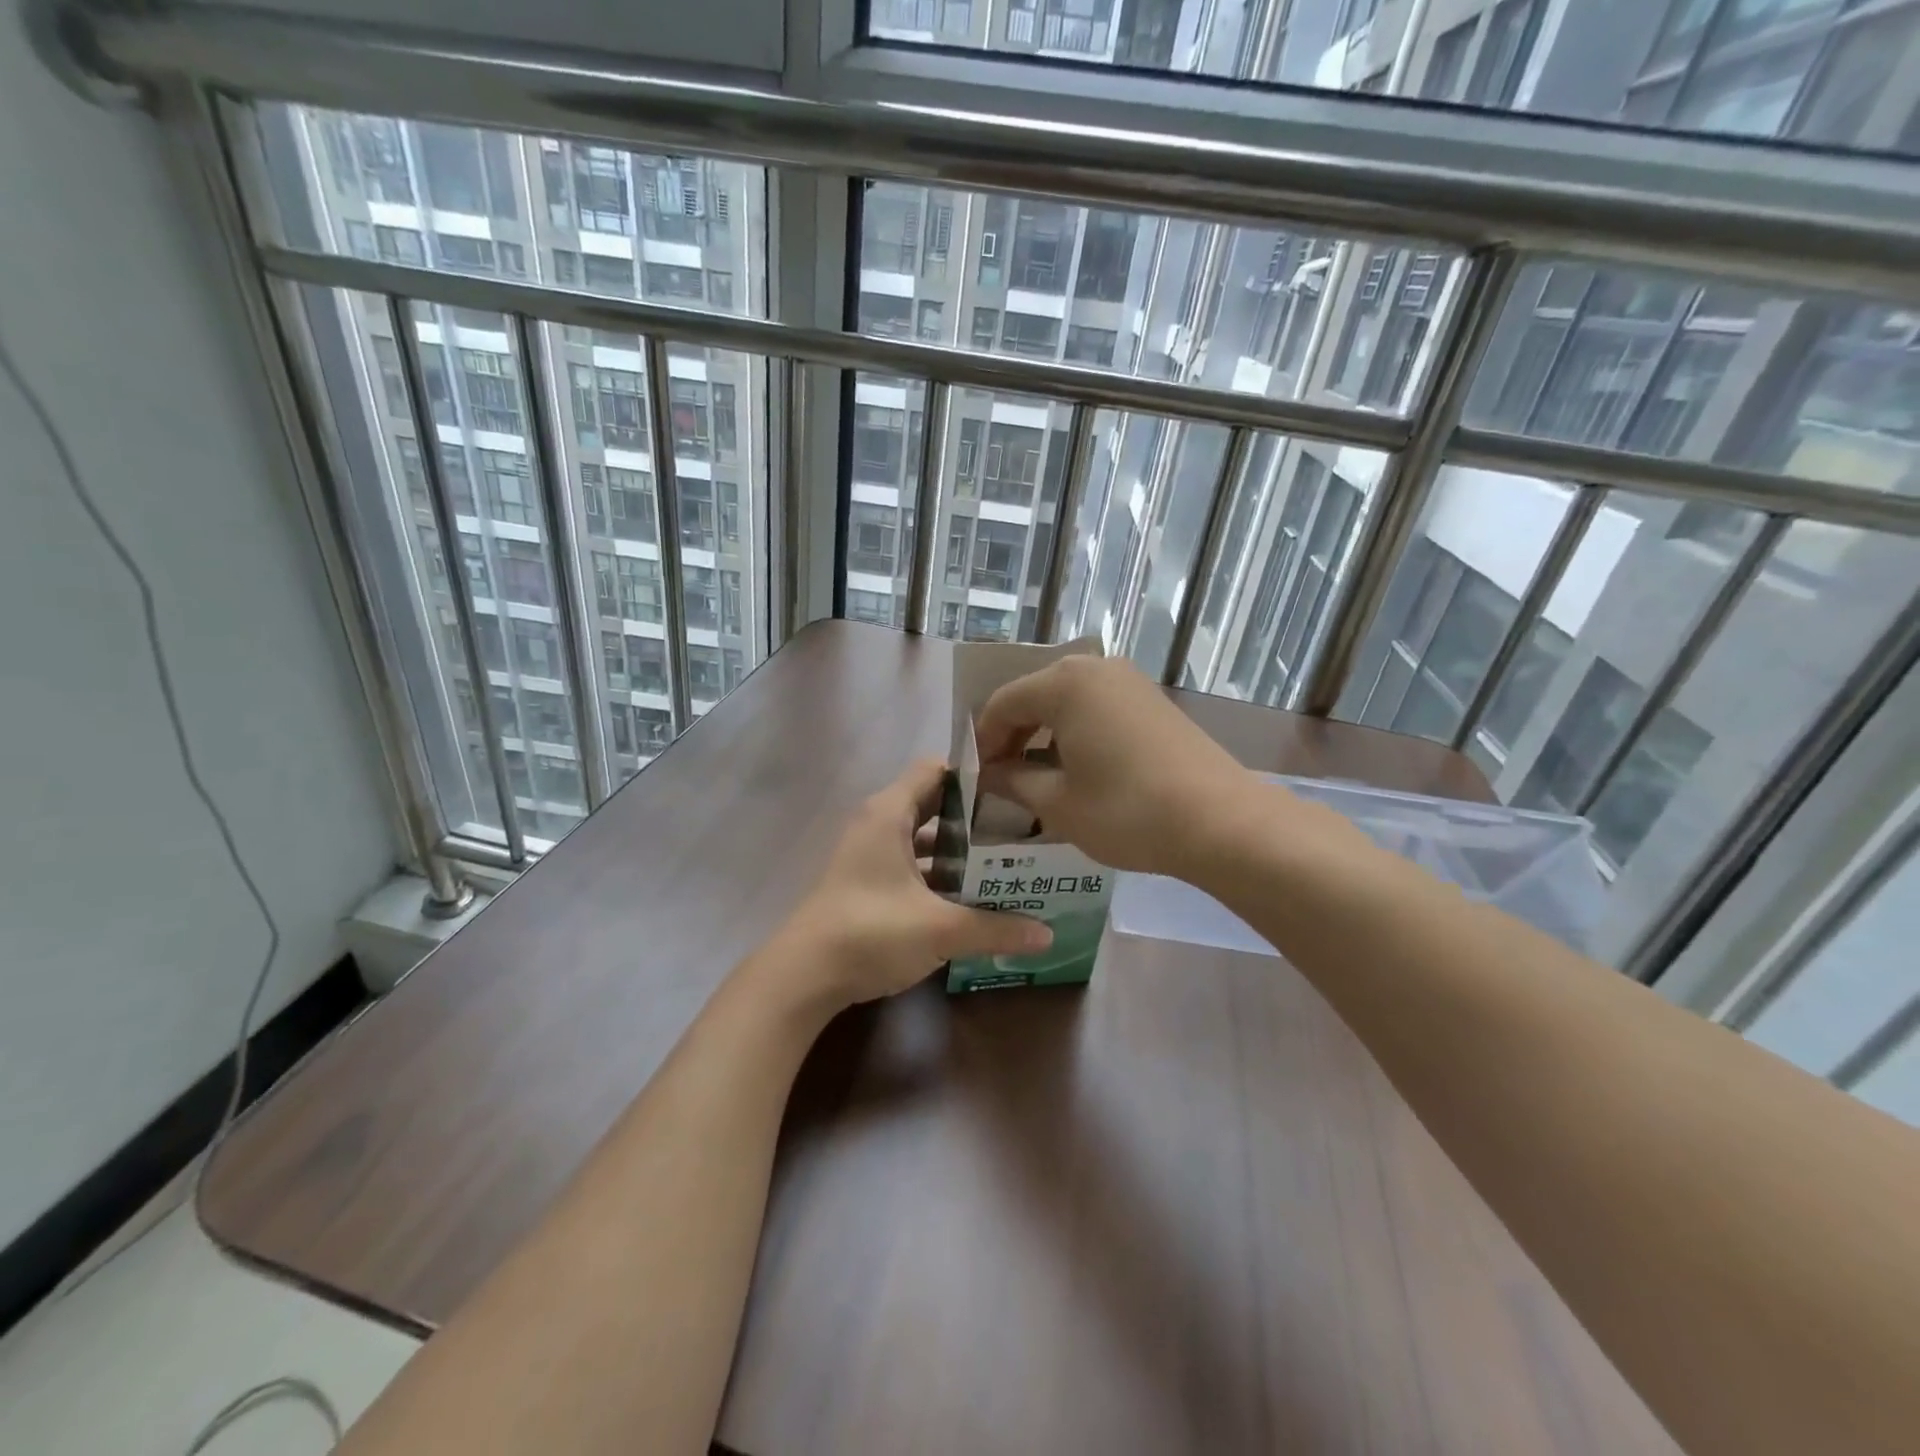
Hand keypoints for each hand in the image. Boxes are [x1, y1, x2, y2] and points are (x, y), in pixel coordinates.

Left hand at [774, 758, 1051, 1009]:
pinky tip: (970, 896)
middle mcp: (878, 823)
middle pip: (933, 803)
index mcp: (890, 813)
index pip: (936, 769)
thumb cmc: (870, 932)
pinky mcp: (866, 882)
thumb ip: (995, 928)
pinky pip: (911, 863)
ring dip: (958, 849)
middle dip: (975, 816)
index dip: (974, 774)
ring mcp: (869, 854)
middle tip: (1021, 829)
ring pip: (922, 838)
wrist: (804, 976)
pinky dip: (938, 873)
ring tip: (1005, 862)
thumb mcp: (940, 929)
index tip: (1015, 790)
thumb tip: (1048, 935)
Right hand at [975, 655, 1258, 878]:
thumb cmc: (1126, 811)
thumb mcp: (1057, 804)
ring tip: (1038, 778)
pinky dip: (1076, 732)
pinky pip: (1097, 707)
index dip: (983, 741)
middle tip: (1003, 779)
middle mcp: (1095, 668)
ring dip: (1045, 735)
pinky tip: (1079, 769)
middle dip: (1013, 736)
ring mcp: (1129, 681)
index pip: (1002, 704)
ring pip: (1067, 701)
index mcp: (1064, 684)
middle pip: (1035, 696)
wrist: (1221, 822)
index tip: (977, 779)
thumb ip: (1013, 781)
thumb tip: (988, 774)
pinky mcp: (1152, 700)